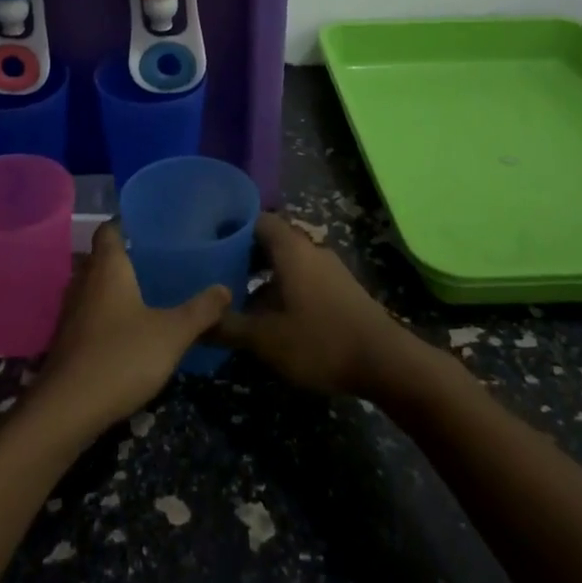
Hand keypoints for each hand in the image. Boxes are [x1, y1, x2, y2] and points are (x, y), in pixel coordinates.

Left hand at [30, 222, 231, 438]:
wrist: (67, 409)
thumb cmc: (121, 357)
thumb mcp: (172, 334)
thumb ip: (200, 310)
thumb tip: (225, 288)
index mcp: (107, 268)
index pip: (109, 229)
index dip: (126, 222)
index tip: (151, 224)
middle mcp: (83, 282)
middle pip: (100, 257)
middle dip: (124, 256)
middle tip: (157, 259)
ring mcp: (70, 312)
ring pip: (92, 286)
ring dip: (114, 286)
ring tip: (146, 292)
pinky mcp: (66, 340)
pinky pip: (88, 313)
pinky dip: (105, 313)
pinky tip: (127, 328)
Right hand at [210, 214, 433, 397]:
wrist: (386, 362)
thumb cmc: (320, 341)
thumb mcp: (266, 339)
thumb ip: (227, 327)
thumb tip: (195, 322)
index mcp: (291, 249)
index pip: (257, 220)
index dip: (231, 227)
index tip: (207, 241)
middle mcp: (311, 250)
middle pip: (271, 241)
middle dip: (243, 255)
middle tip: (215, 273)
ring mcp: (329, 270)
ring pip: (287, 262)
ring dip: (263, 276)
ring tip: (236, 298)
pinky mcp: (340, 290)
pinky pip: (302, 278)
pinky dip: (282, 288)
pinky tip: (270, 316)